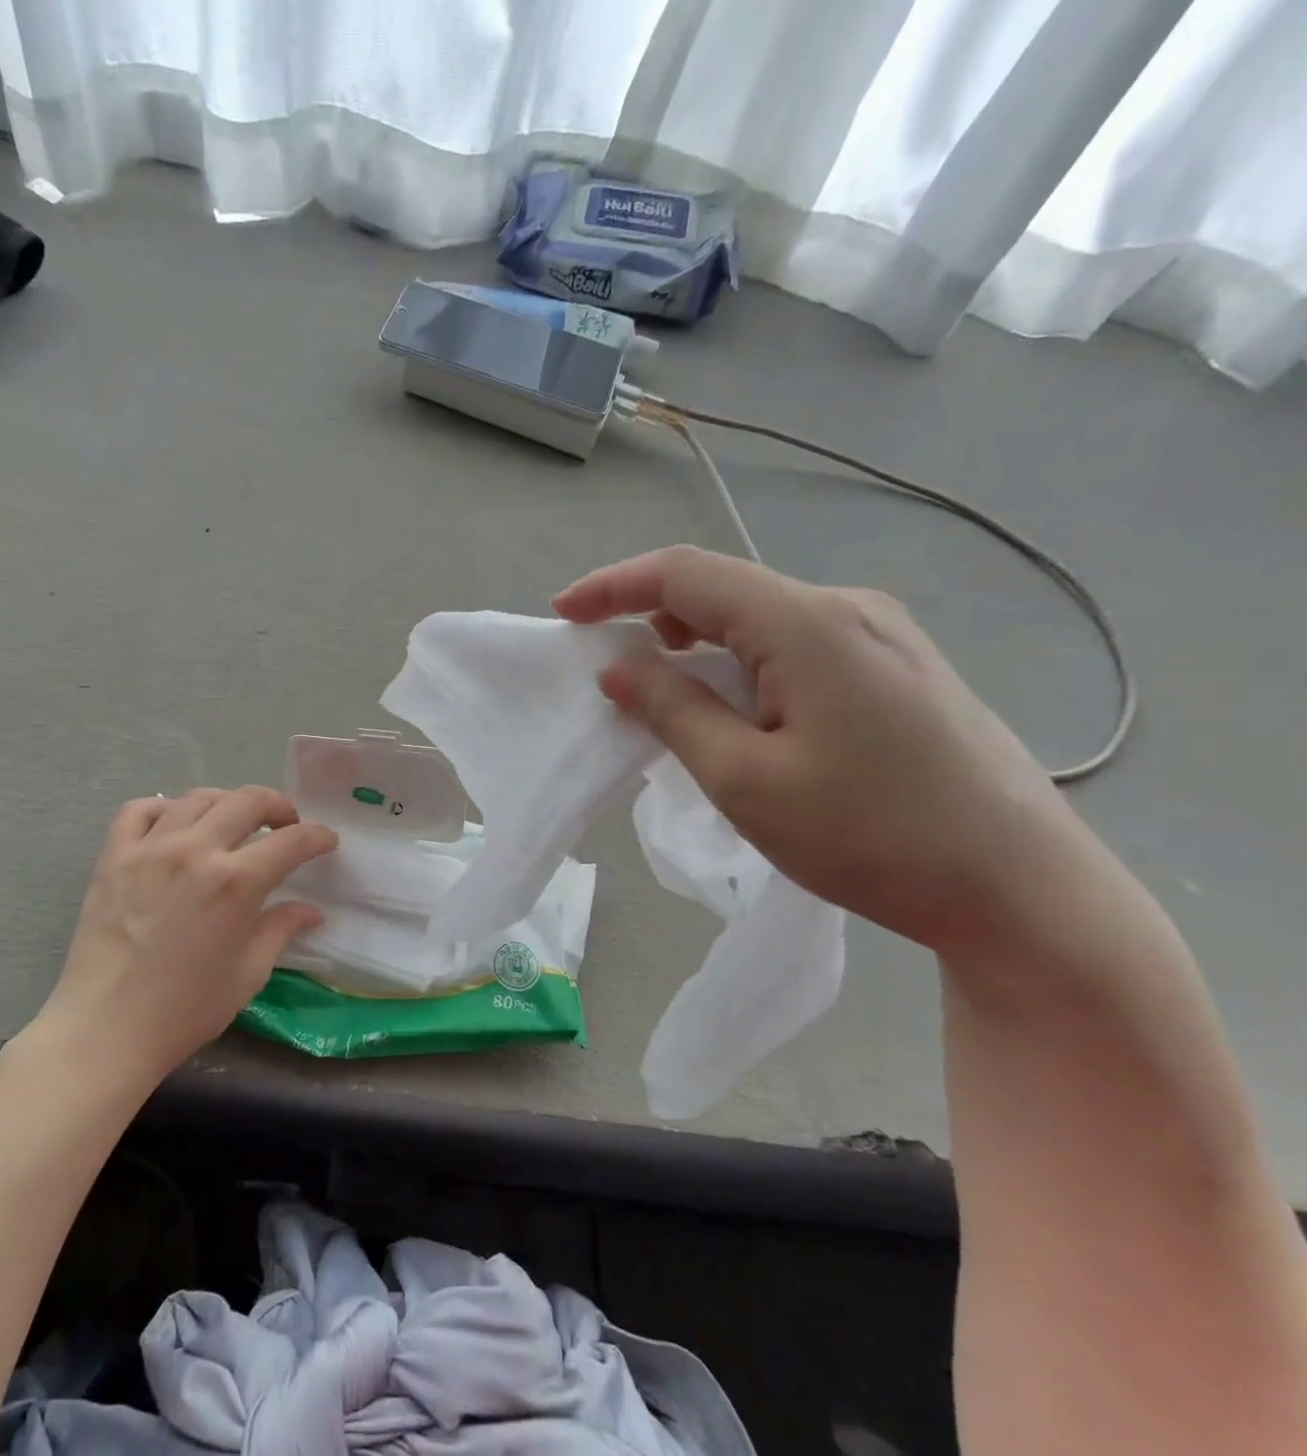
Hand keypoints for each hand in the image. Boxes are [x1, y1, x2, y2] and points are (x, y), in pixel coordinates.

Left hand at [33, 787, 337, 1087]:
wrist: (105, 1029)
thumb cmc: (185, 1009)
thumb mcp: (248, 973)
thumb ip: (281, 930)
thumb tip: (312, 910)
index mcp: (235, 882)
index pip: (291, 841)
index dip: (316, 837)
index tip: (326, 841)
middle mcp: (195, 850)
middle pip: (248, 801)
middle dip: (278, 806)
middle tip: (286, 825)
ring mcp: (150, 847)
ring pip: (199, 798)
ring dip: (228, 802)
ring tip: (235, 822)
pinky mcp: (114, 855)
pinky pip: (141, 809)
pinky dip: (165, 808)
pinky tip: (175, 825)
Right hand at [553, 546, 1096, 957]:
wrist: (1022, 891)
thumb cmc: (870, 837)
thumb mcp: (744, 779)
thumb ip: (671, 710)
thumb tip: (618, 667)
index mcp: (807, 624)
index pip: (685, 574)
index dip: (612, 585)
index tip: (562, 614)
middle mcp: (847, 608)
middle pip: (723, 590)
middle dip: (649, 617)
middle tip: (605, 666)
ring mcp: (881, 634)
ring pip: (758, 618)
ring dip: (695, 644)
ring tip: (661, 695)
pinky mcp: (896, 666)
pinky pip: (793, 643)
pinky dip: (739, 663)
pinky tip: (732, 708)